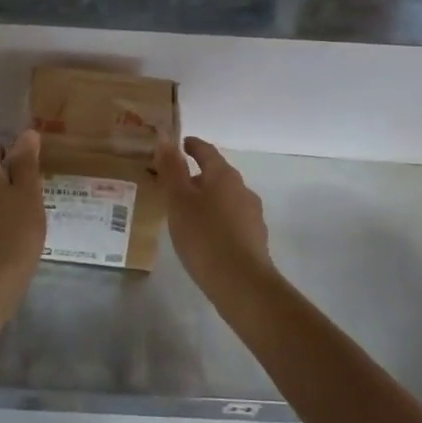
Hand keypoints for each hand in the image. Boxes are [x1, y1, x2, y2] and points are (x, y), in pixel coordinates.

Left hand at [0, 129, 46, 297]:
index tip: (36, 178)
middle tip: (35, 200)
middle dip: (11, 183)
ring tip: (27, 220)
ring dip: (3, 204)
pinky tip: (12, 237)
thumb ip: (26, 162)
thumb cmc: (13, 231)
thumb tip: (26, 133)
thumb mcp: (28, 192)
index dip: (20, 161)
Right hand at [155, 136, 272, 287]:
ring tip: (186, 213)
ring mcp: (252, 214)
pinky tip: (204, 236)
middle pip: (217, 174)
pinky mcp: (255, 238)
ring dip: (207, 199)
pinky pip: (231, 219)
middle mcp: (242, 189)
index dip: (192, 146)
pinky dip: (216, 219)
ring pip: (225, 198)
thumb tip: (166, 139)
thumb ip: (172, 169)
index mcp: (224, 175)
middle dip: (197, 176)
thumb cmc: (204, 236)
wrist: (242, 284)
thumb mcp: (179, 200)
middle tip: (174, 185)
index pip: (206, 151)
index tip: (180, 144)